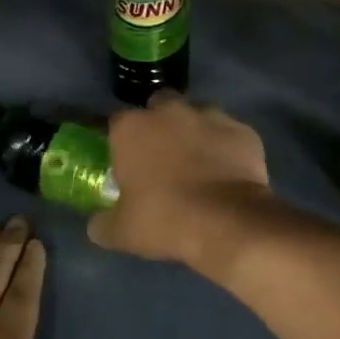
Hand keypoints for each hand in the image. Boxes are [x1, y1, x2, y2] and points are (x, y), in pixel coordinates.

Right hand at [87, 92, 275, 274]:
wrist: (228, 223)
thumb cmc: (165, 220)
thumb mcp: (121, 232)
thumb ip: (103, 223)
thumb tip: (97, 224)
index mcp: (133, 127)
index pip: (117, 122)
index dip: (121, 140)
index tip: (126, 161)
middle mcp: (170, 110)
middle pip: (159, 106)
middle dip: (159, 124)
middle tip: (163, 156)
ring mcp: (210, 115)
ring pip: (197, 115)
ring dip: (195, 132)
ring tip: (199, 164)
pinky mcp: (242, 129)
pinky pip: (229, 134)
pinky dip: (226, 147)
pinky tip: (228, 171)